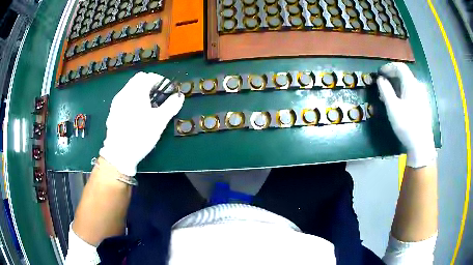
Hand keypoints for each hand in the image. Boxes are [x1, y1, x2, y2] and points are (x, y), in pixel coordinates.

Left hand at [99, 72, 183, 175]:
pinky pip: (124, 98)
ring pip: (130, 88)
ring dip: (141, 90)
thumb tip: (179, 96)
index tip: (168, 90)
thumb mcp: (159, 121)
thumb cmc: (140, 135)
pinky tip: (136, 113)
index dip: (161, 81)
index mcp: (136, 92)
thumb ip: (171, 106)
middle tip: (158, 96)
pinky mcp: (113, 111)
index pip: (150, 76)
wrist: (119, 153)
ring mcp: (117, 102)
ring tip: (148, 105)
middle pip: (138, 79)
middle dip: (150, 83)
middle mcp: (125, 92)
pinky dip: (132, 99)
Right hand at [376, 62, 435, 167]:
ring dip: (397, 85)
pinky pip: (412, 92)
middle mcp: (418, 86)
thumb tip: (380, 79)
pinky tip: (399, 103)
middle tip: (383, 85)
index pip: (400, 67)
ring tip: (389, 96)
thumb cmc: (406, 124)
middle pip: (404, 75)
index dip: (388, 67)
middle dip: (392, 77)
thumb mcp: (392, 107)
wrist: (421, 144)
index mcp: (411, 84)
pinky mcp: (423, 105)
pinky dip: (403, 92)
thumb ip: (385, 90)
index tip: (380, 73)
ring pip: (408, 84)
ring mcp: (422, 96)